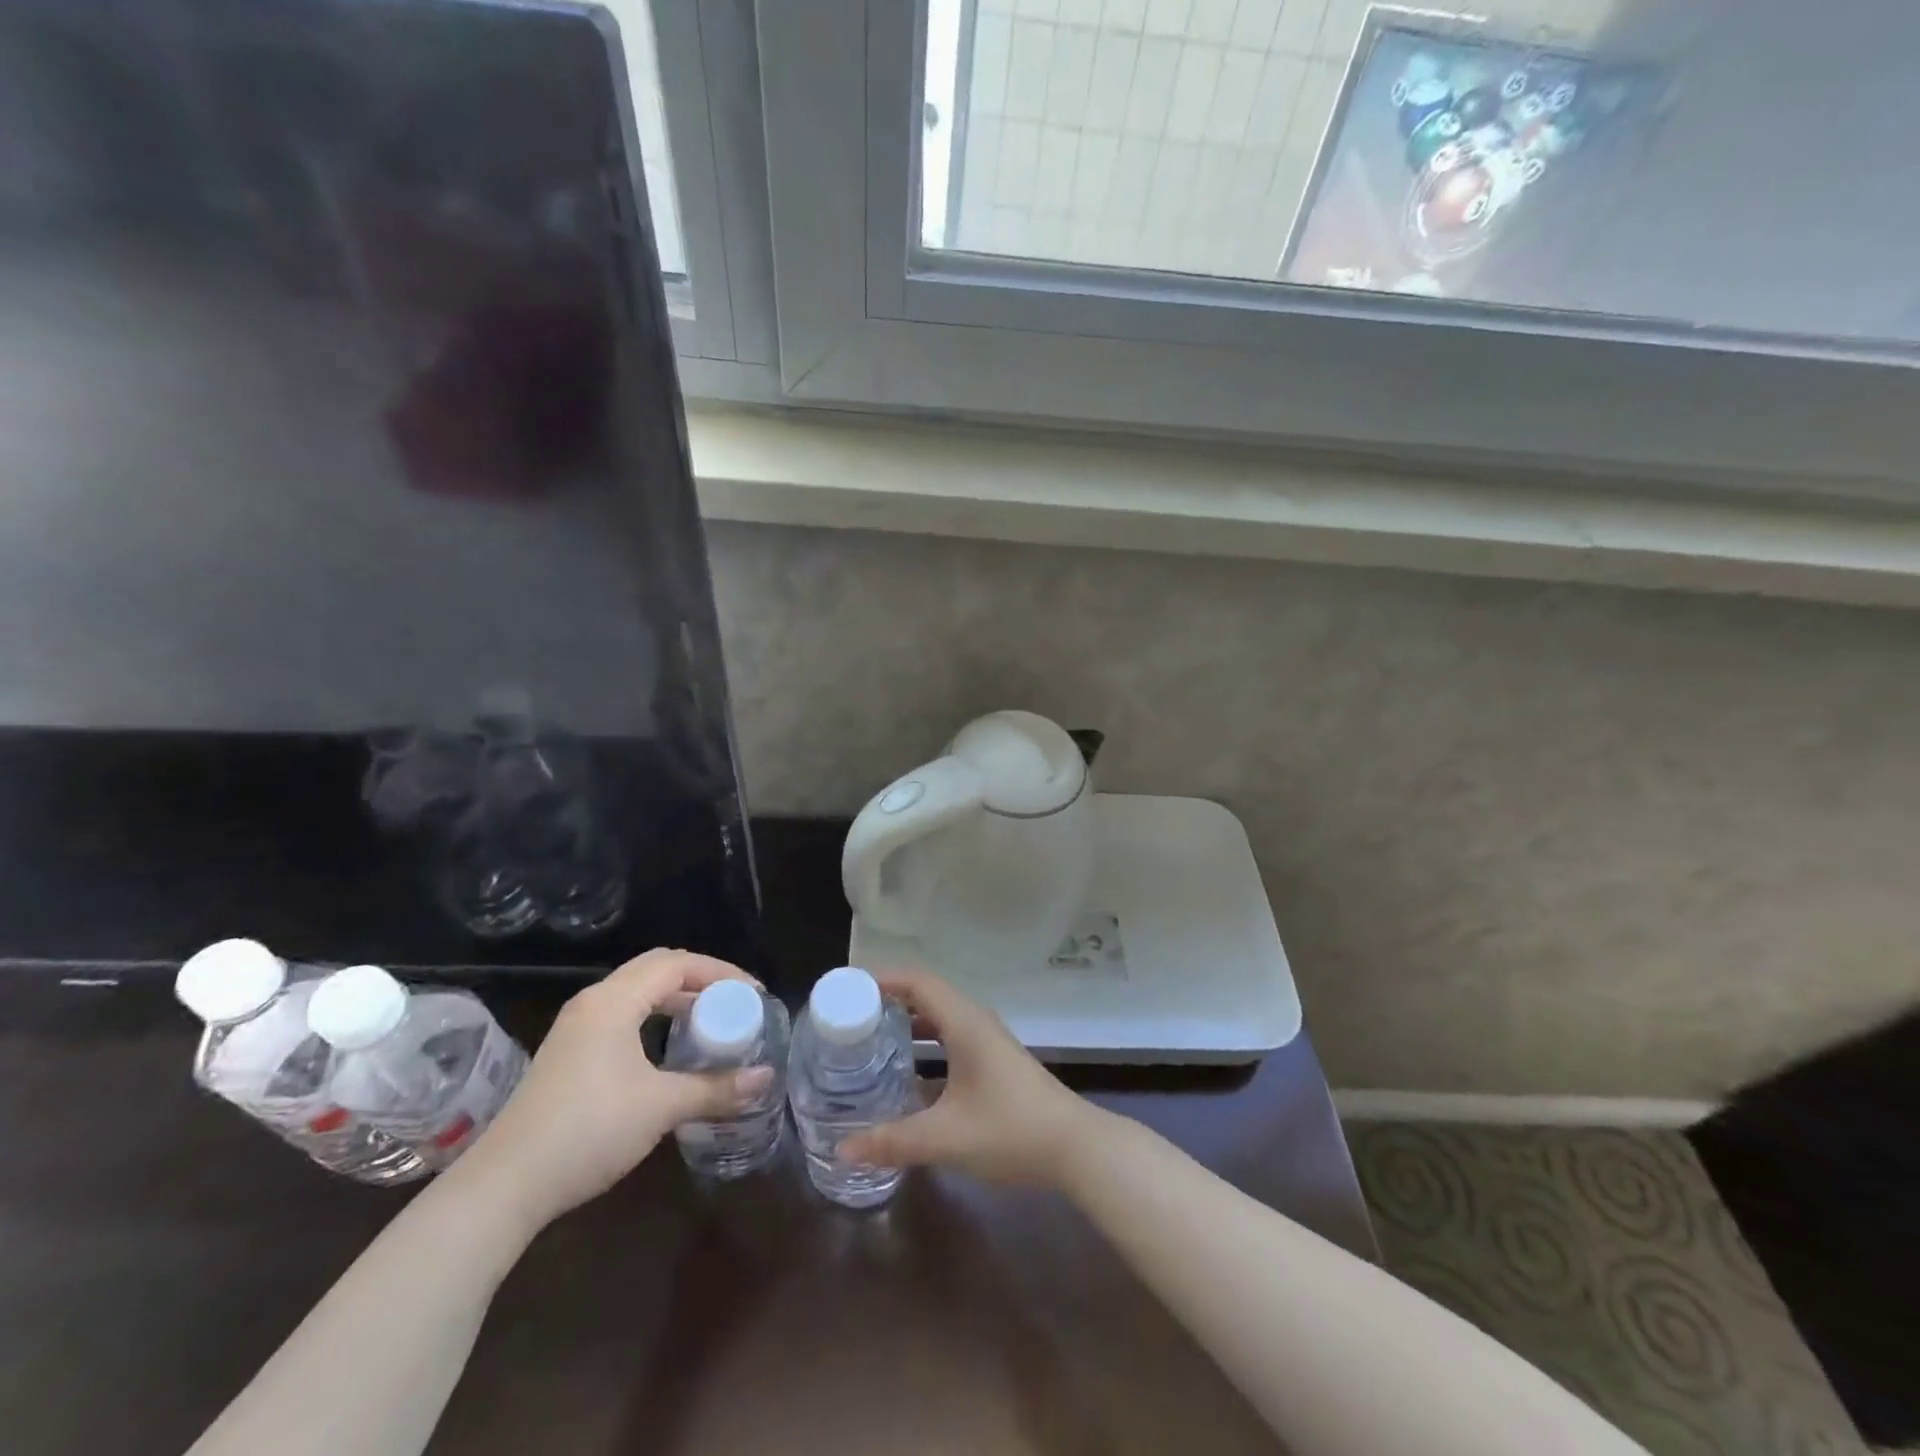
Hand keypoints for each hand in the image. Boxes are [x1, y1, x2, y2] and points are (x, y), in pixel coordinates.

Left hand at [451, 950, 772, 1232]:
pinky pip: (622, 1013)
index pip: (677, 964)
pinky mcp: (568, 1052)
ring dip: (676, 998)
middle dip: (700, 979)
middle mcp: (594, 1002)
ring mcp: (577, 1027)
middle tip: (733, 1002)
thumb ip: (716, 1088)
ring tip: (708, 1020)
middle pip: (657, 969)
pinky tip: (668, 1047)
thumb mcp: (661, 1107)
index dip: (720, 972)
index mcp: (614, 1001)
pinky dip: (654, 1016)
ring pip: (637, 991)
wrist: (504, 1186)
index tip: (753, 994)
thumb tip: (766, 1078)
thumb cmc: (589, 1131)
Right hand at [838, 969, 1093, 1186]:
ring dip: (908, 1022)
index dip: (882, 978)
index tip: (847, 988)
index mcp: (964, 1023)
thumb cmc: (1010, 1129)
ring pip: (940, 1017)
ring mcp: (988, 1041)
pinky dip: (925, 1043)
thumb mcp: (946, 1137)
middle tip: (849, 1015)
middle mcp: (975, 1022)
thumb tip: (841, 1149)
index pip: (917, 981)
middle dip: (888, 999)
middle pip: (926, 994)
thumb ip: (893, 1142)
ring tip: (870, 1038)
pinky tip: (907, 1073)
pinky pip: (951, 1037)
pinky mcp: (994, 1061)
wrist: (1075, 1147)